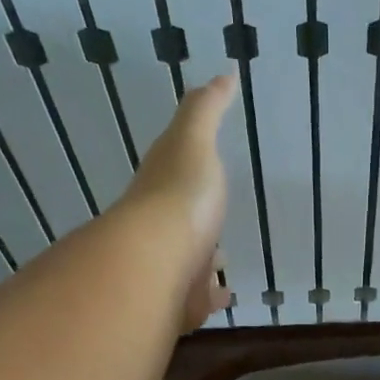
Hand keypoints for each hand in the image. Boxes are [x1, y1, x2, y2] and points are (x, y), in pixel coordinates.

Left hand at [121, 74, 237, 331]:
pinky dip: (211, 298)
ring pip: (187, 265)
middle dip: (197, 226)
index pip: (174, 179)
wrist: (154, 261)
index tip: (203, 173)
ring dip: (202, 263)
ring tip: (223, 264)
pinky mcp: (179, 304)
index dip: (188, 175)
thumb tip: (222, 75)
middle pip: (181, 226)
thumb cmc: (179, 194)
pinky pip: (196, 301)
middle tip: (214, 223)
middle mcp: (161, 230)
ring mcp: (168, 269)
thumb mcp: (194, 140)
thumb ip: (206, 110)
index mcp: (163, 191)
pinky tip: (225, 297)